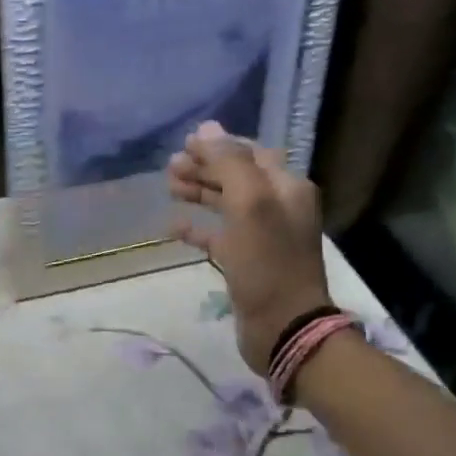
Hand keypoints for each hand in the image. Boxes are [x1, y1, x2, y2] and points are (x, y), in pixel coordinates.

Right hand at [167, 122, 331, 374]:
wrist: (283, 326)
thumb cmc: (268, 263)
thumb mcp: (250, 205)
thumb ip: (229, 163)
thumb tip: (206, 129)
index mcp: (286, 188)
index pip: (251, 153)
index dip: (219, 145)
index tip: (185, 143)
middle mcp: (277, 207)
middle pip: (237, 176)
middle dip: (205, 167)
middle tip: (170, 166)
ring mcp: (262, 236)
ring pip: (226, 204)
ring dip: (199, 192)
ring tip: (169, 187)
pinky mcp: (246, 261)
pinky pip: (218, 236)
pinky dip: (197, 228)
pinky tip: (173, 227)